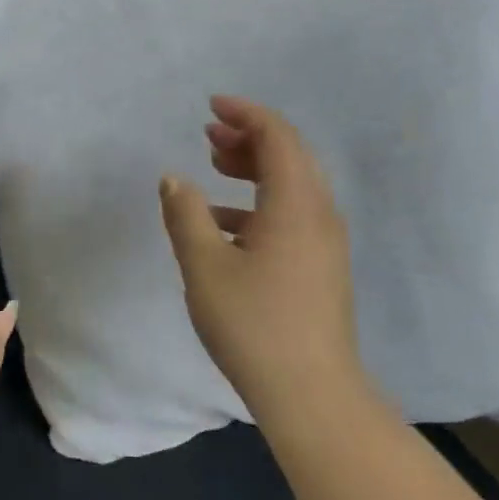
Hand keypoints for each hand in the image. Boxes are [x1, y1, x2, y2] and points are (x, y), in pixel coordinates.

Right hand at [158, 95, 369, 428]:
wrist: (311, 394)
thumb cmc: (253, 324)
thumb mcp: (204, 267)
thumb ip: (185, 215)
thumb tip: (173, 179)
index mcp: (295, 204)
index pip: (278, 137)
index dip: (246, 113)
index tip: (212, 106)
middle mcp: (319, 214)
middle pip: (290, 156)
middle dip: (249, 137)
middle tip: (209, 133)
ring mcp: (325, 243)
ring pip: (292, 185)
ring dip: (254, 168)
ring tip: (214, 165)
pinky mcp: (322, 267)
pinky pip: (292, 214)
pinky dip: (259, 203)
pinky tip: (224, 223)